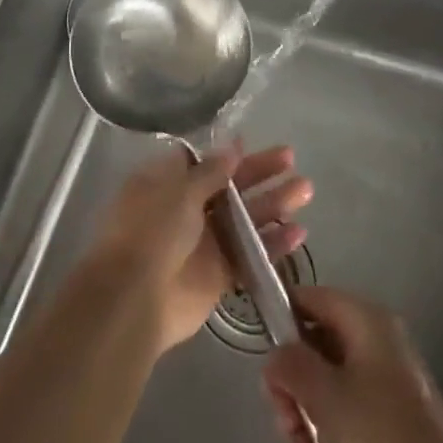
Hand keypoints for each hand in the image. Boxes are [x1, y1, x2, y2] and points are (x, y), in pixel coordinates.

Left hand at [85, 143, 311, 355]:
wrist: (136, 299)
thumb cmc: (152, 231)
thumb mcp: (179, 190)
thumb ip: (210, 170)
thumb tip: (233, 145)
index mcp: (167, 183)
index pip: (202, 161)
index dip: (227, 153)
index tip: (252, 143)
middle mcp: (186, 209)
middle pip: (229, 186)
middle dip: (260, 172)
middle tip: (291, 160)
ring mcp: (204, 242)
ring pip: (245, 218)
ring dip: (274, 204)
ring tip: (306, 190)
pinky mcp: (219, 275)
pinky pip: (250, 254)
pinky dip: (273, 245)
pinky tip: (299, 234)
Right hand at [262, 287, 442, 442]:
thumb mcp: (324, 397)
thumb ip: (290, 365)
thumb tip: (277, 355)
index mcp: (368, 321)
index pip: (312, 297)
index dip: (282, 319)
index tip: (264, 359)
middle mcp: (380, 344)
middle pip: (317, 342)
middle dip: (292, 379)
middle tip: (281, 414)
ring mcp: (387, 386)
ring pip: (327, 383)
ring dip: (303, 413)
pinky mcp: (391, 427)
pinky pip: (345, 415)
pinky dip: (324, 434)